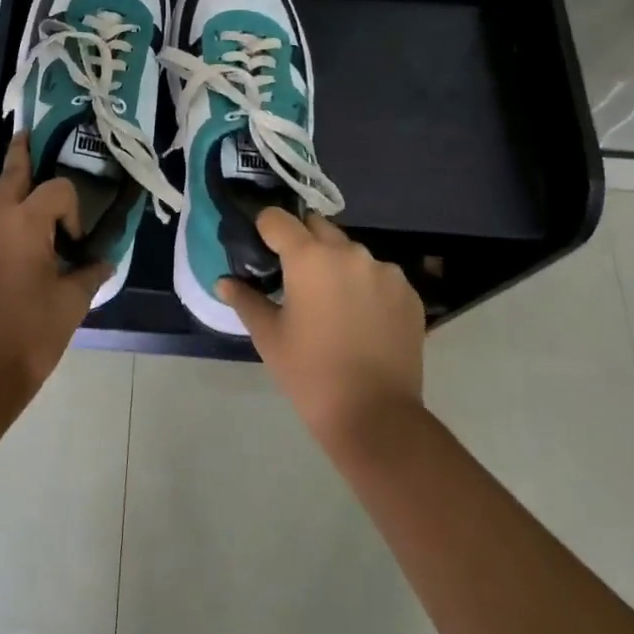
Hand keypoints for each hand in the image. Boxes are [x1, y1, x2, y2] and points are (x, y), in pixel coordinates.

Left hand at [0, 133, 111, 399]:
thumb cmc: (31, 333)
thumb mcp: (72, 303)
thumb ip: (90, 273)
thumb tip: (104, 261)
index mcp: (24, 220)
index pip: (57, 189)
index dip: (73, 209)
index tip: (75, 242)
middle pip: (10, 174)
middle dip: (22, 156)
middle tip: (28, 138)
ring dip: (4, 199)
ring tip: (19, 213)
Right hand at [219, 210, 426, 443]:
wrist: (375, 415)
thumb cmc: (310, 373)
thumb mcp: (268, 336)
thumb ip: (245, 300)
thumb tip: (225, 282)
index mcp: (310, 258)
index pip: (277, 218)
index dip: (264, 229)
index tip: (261, 249)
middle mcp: (349, 253)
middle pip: (317, 227)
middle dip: (302, 242)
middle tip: (293, 277)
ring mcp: (385, 271)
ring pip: (350, 251)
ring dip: (336, 263)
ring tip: (331, 301)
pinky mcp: (409, 292)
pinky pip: (378, 274)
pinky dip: (365, 285)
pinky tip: (360, 318)